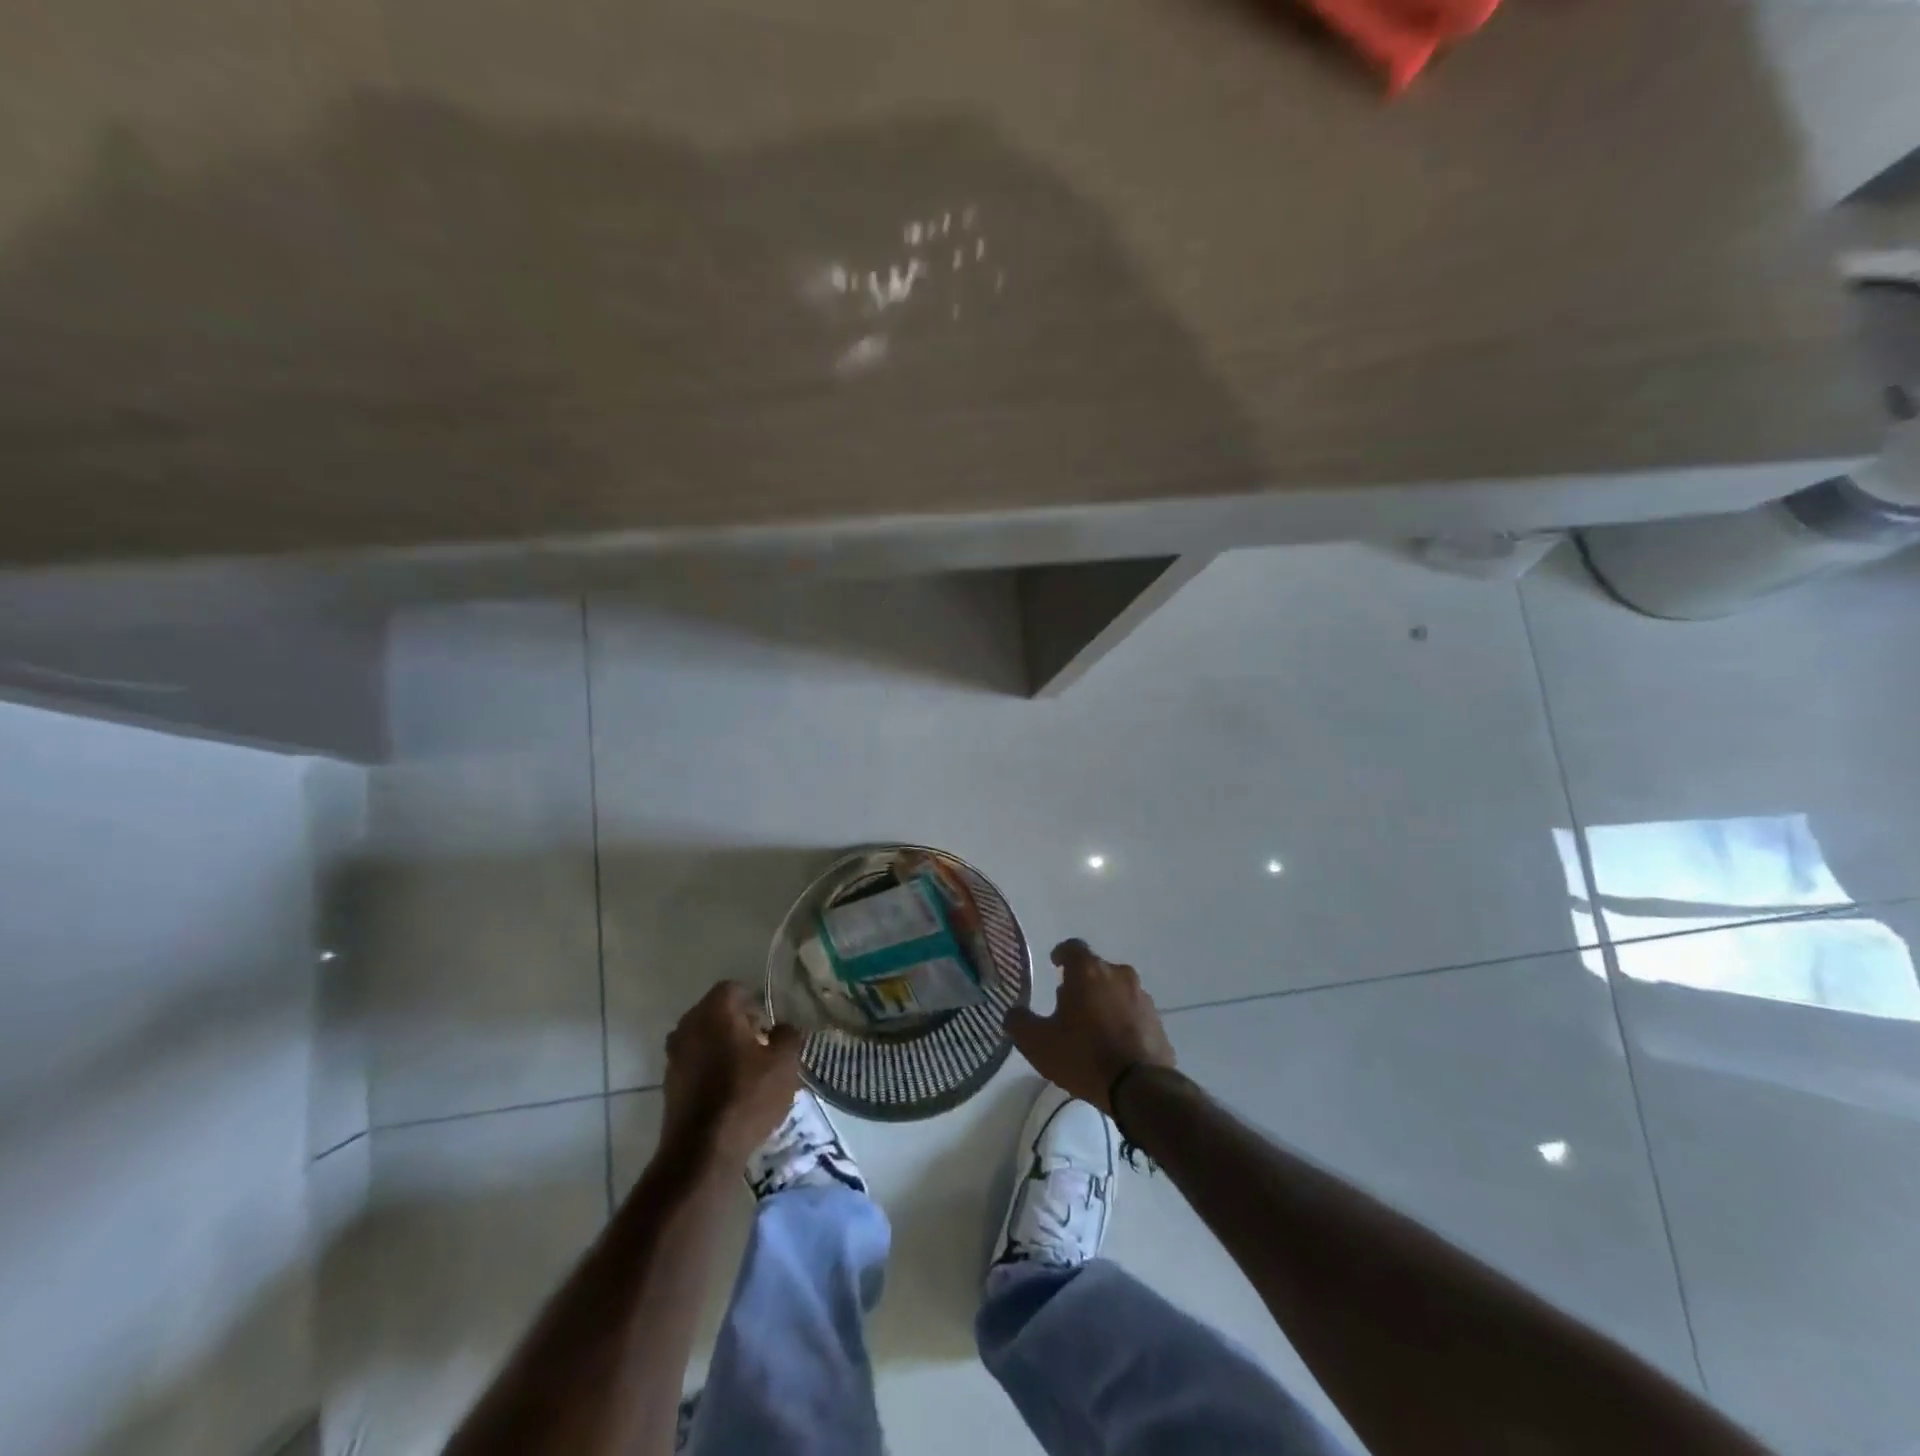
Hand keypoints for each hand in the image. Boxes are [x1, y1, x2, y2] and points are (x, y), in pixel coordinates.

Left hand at [661, 981, 802, 1166]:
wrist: (702, 1153)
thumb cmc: (746, 1097)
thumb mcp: (784, 1063)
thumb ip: (788, 1035)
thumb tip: (783, 1028)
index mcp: (715, 1011)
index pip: (734, 988)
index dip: (754, 1001)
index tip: (768, 1023)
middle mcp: (688, 1025)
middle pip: (715, 1012)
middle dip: (738, 1023)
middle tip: (761, 1044)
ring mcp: (674, 1055)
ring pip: (703, 1037)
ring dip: (722, 1046)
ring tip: (746, 1069)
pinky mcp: (669, 1084)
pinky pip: (694, 1062)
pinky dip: (709, 1068)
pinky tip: (729, 1089)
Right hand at [1006, 939, 1176, 1112]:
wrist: (1141, 1088)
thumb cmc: (1084, 1056)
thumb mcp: (1038, 1043)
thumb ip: (1019, 1022)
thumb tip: (1013, 1012)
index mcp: (1088, 971)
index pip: (1073, 948)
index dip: (1062, 954)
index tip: (1055, 965)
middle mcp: (1118, 974)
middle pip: (1096, 970)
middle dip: (1082, 983)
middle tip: (1068, 1005)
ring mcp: (1142, 997)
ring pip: (1116, 990)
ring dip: (1104, 1001)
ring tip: (1092, 1028)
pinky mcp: (1157, 1020)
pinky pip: (1133, 1012)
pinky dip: (1122, 1020)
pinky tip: (1113, 1044)